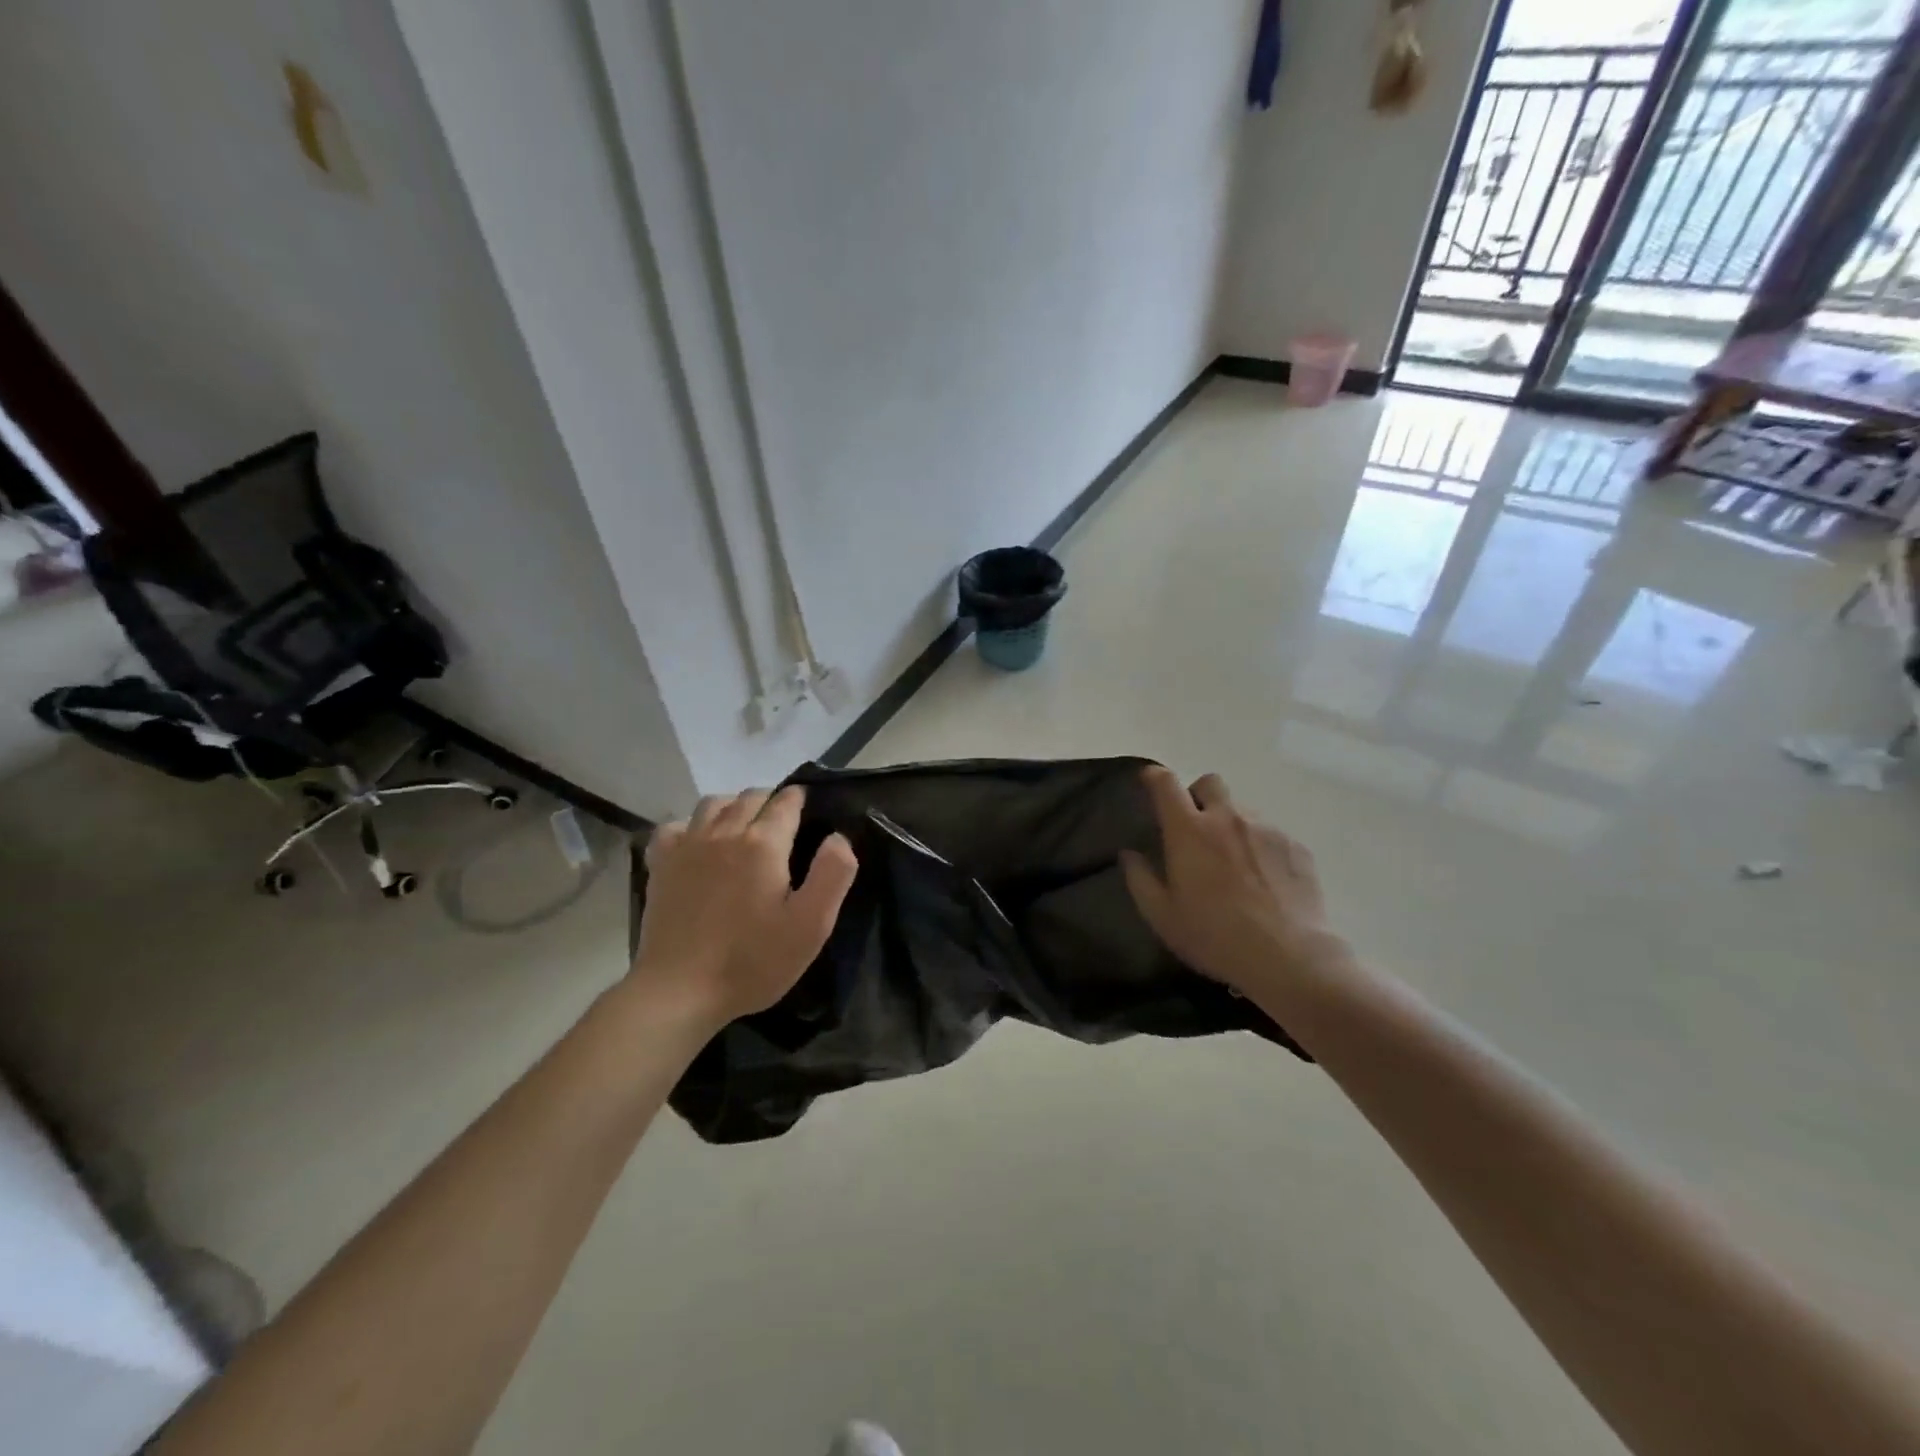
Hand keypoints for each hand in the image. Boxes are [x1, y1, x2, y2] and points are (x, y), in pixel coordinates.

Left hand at [634, 786, 857, 1027]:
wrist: (679, 991)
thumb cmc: (752, 961)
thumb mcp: (811, 925)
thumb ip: (832, 874)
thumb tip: (838, 837)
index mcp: (763, 844)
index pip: (785, 802)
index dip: (799, 800)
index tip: (808, 807)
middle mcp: (724, 833)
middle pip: (750, 797)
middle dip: (770, 800)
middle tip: (783, 822)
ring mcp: (687, 846)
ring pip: (712, 804)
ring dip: (733, 806)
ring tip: (744, 826)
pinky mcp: (660, 865)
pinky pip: (675, 826)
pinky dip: (691, 825)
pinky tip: (698, 843)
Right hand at [1120, 767, 1351, 1006]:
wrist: (1289, 958)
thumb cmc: (1214, 937)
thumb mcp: (1162, 916)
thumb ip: (1140, 879)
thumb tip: (1129, 854)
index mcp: (1189, 831)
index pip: (1166, 783)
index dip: (1155, 777)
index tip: (1150, 783)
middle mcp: (1228, 818)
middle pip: (1210, 783)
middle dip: (1198, 796)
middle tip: (1195, 828)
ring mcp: (1266, 829)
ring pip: (1242, 810)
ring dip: (1231, 825)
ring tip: (1234, 863)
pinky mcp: (1296, 845)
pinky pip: (1271, 833)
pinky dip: (1260, 846)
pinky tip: (1264, 880)